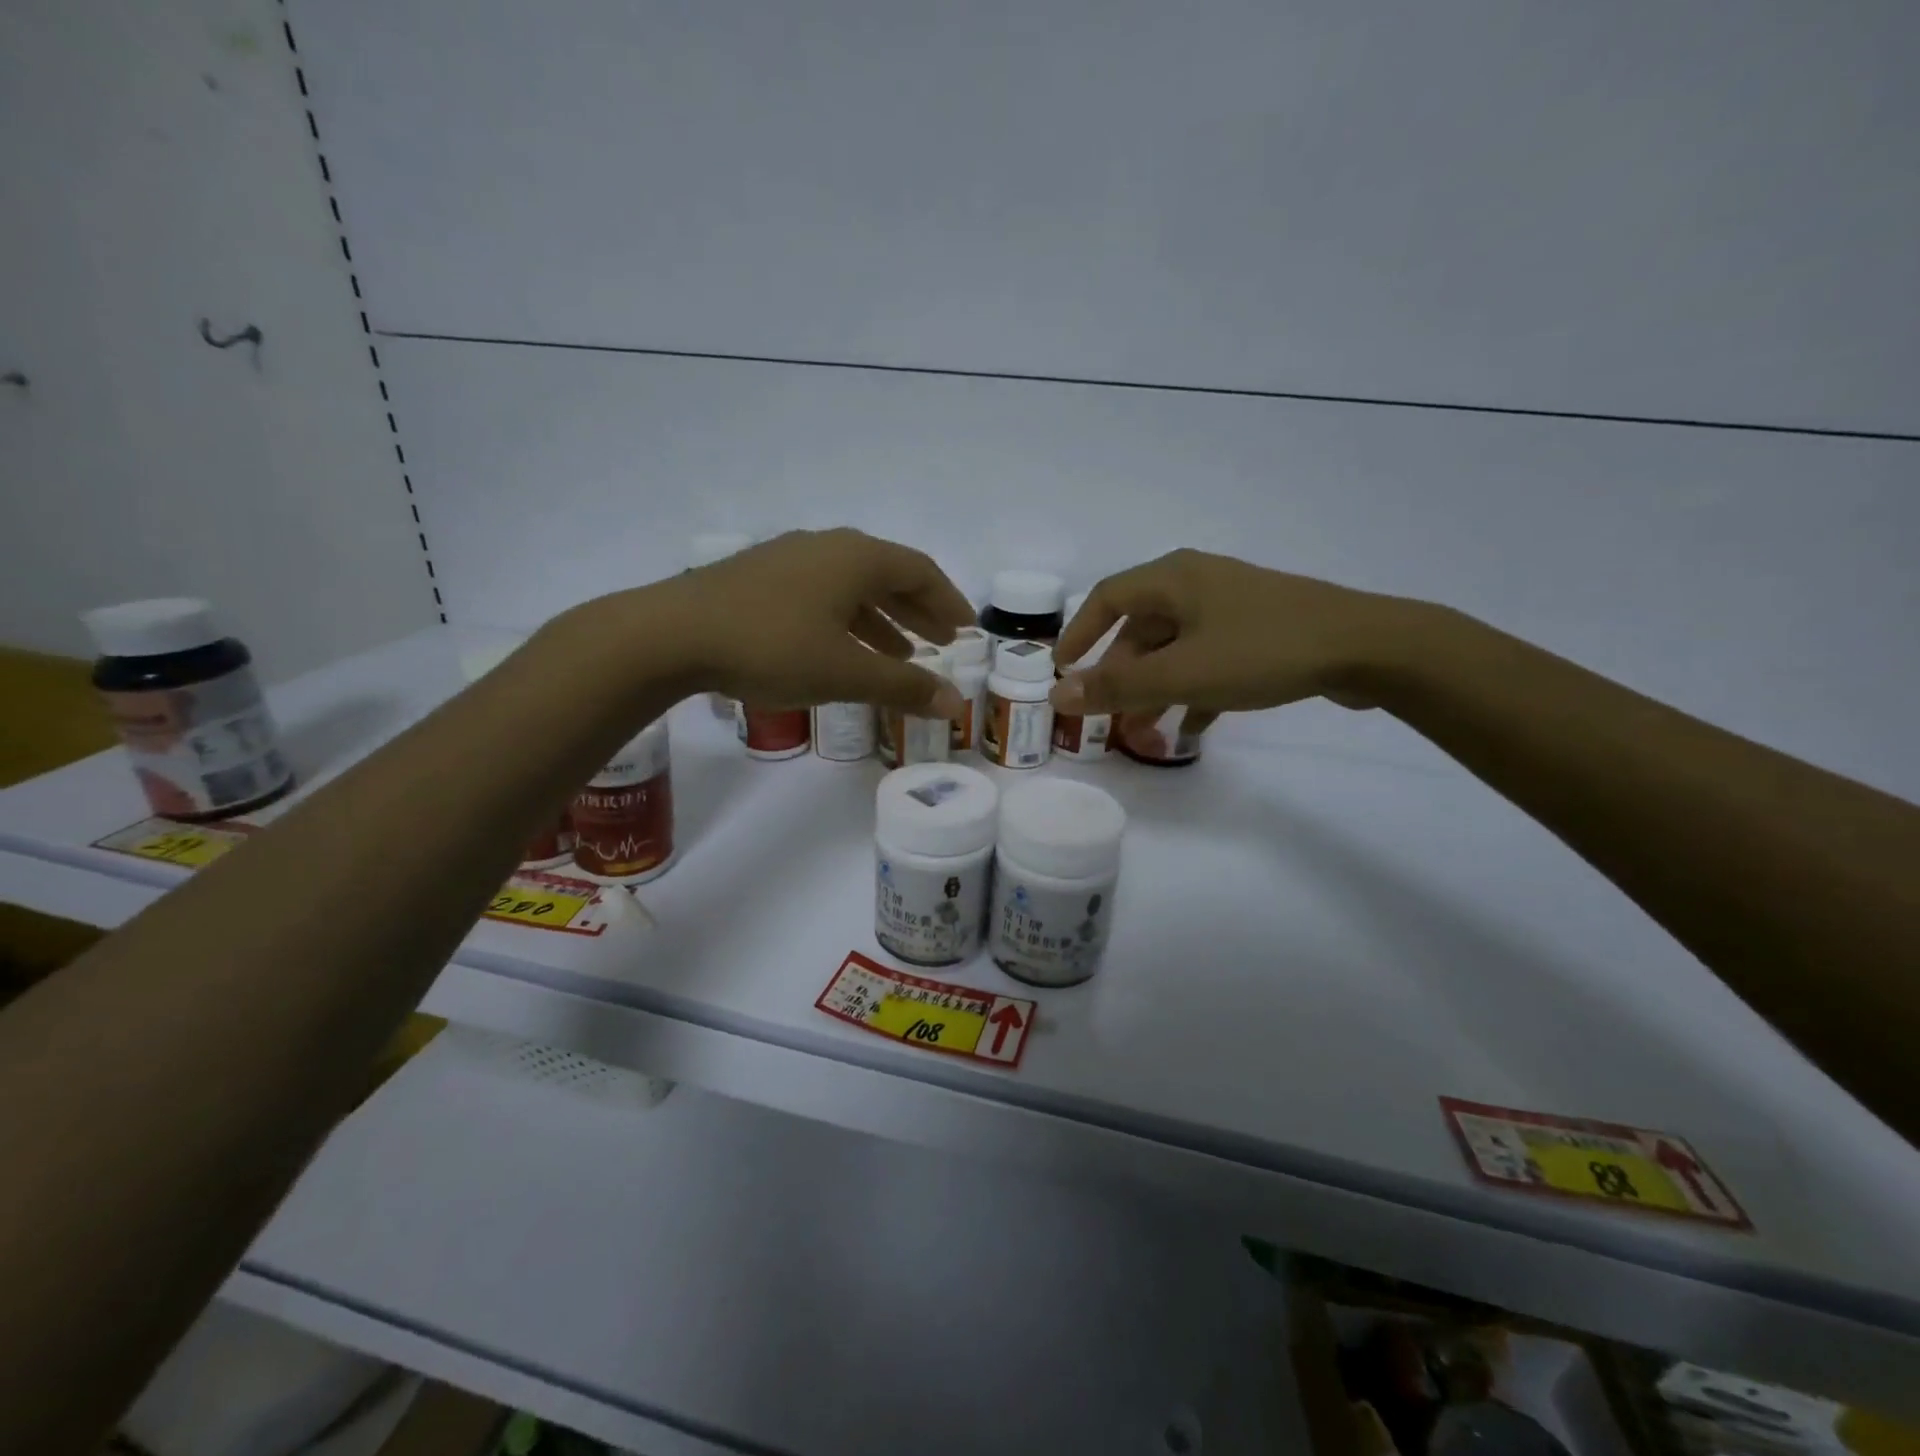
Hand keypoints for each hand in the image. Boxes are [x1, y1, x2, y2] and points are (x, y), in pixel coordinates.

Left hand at [649, 528, 972, 714]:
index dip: (948, 601)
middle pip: (887, 575)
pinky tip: (840, 649)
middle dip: (918, 610)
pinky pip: (821, 594)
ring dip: (881, 619)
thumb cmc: (772, 647)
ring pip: (851, 586)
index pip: (920, 572)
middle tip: (941, 641)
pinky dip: (845, 620)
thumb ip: (902, 686)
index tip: (966, 629)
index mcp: (856, 558)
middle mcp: (827, 547)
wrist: (671, 634)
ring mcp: (789, 558)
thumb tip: (954, 702)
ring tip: (899, 654)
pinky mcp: (758, 578)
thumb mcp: (845, 672)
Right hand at [1049, 549, 1416, 716]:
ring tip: (1144, 732)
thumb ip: (1117, 686)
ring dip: (1155, 689)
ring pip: (1175, 648)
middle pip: (1140, 629)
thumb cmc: (1262, 651)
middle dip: (1120, 675)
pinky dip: (1193, 691)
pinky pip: (1209, 660)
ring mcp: (1231, 607)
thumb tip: (1057, 693)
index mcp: (1173, 579)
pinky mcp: (1259, 631)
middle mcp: (1197, 584)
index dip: (1078, 633)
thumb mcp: (1182, 674)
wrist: (1368, 648)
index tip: (1061, 669)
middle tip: (1106, 715)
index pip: (1106, 597)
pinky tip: (1192, 729)